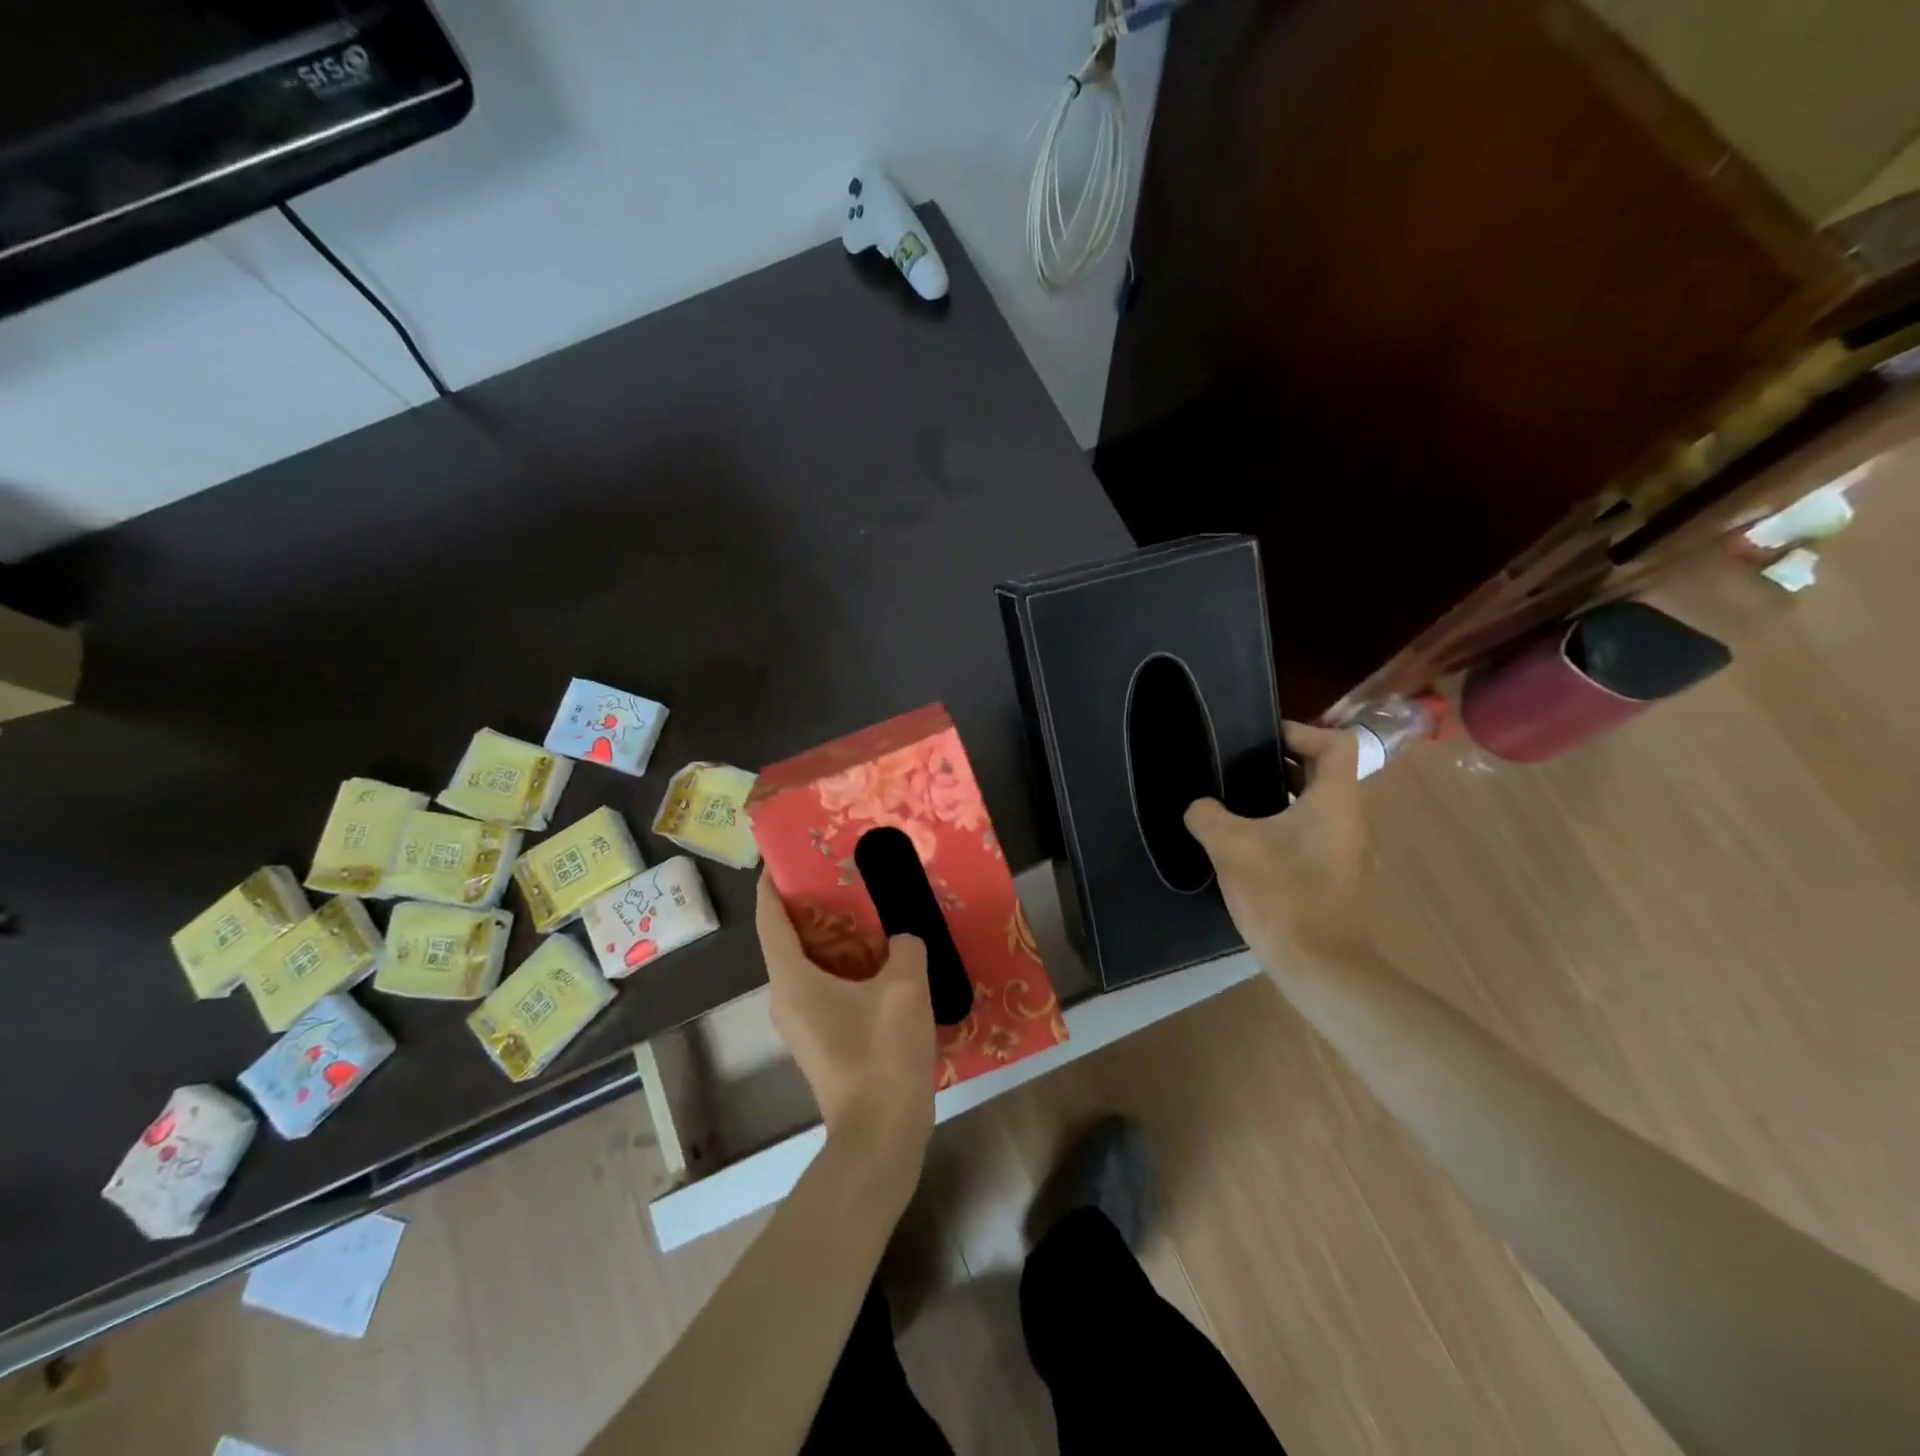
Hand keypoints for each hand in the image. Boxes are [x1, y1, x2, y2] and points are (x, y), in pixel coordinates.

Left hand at [756, 876, 936, 1173]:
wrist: (881, 1135)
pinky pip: (823, 989)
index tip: (783, 856)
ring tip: (865, 910)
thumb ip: (904, 946)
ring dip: (831, 938)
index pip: (768, 919)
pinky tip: (879, 960)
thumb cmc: (882, 1053)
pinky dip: (842, 966)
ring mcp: (801, 1025)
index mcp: (791, 979)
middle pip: (787, 940)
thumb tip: (901, 941)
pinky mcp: (821, 1042)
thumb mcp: (905, 986)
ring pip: (808, 966)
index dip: (770, 885)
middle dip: (809, 906)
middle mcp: (785, 999)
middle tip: (841, 875)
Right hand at [1185, 722, 1367, 963]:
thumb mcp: (1231, 846)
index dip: (1300, 731)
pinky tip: (1243, 843)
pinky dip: (1280, 826)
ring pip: (1313, 805)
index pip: (1336, 743)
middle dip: (1280, 762)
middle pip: (1322, 772)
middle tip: (1235, 764)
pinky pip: (1308, 833)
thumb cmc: (1282, 894)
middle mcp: (1347, 819)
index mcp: (1334, 801)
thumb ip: (1207, 816)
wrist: (1318, 966)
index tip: (1260, 739)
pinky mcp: (1332, 875)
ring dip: (1277, 796)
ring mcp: (1343, 850)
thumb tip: (1199, 807)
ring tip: (1232, 800)